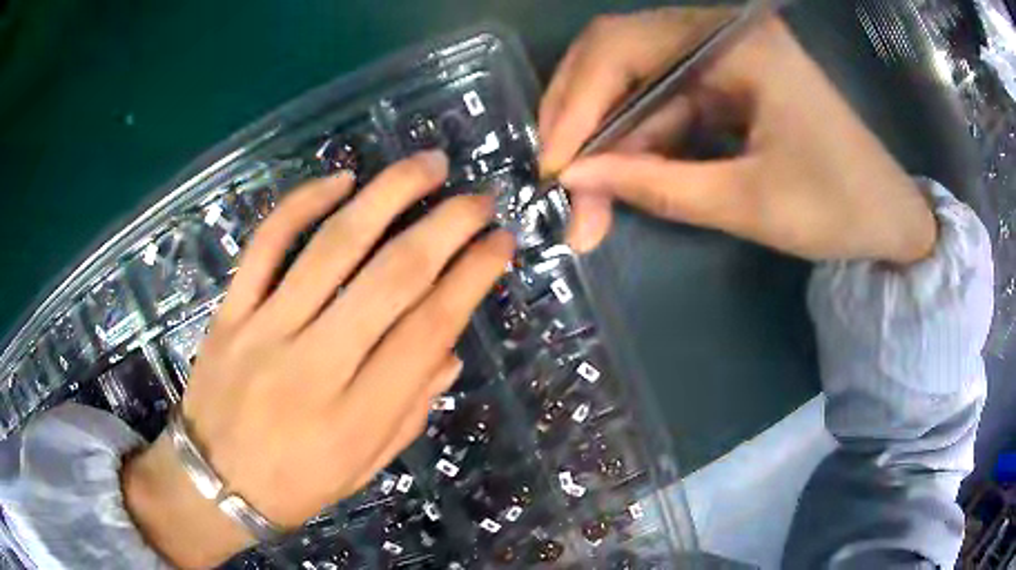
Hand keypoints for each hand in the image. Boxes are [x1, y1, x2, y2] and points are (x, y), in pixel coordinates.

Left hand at [122, 151, 513, 568]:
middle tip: (479, 198)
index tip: (500, 242)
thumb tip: (448, 351)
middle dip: (446, 227)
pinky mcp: (230, 311)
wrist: (213, 483)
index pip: (428, 330)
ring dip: (387, 196)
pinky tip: (341, 179)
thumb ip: (408, 412)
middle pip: (392, 279)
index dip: (472, 277)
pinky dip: (302, 203)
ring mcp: (265, 330)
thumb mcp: (363, 469)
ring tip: (428, 165)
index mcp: (357, 417)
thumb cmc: (294, 486)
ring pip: (333, 246)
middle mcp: (315, 365)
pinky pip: (266, 244)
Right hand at [540, 9, 936, 263]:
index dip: (576, 106)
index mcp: (735, 43)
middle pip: (617, 53)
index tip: (554, 170)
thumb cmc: (838, 208)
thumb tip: (575, 183)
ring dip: (606, 138)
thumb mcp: (748, 203)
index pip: (623, 48)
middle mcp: (720, 31)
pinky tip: (623, 177)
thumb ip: (657, 187)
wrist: (889, 217)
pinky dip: (639, 139)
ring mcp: (722, 53)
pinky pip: (663, 99)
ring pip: (635, 80)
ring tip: (587, 198)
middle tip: (559, 178)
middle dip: (580, 117)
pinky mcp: (726, 79)